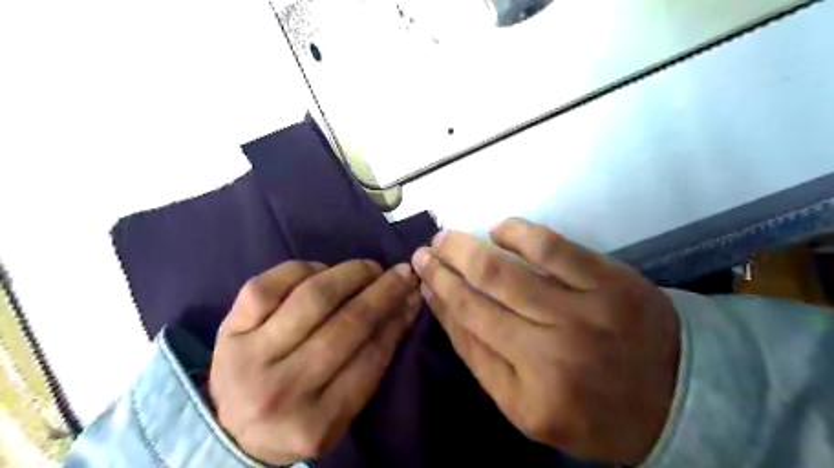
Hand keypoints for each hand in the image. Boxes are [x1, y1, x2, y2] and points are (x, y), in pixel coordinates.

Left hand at [205, 259, 420, 463]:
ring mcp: (249, 357)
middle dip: (382, 291)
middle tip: (400, 272)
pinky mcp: (227, 330)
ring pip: (311, 298)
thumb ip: (375, 359)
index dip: (397, 318)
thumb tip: (407, 304)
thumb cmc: (300, 416)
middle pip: (346, 324)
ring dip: (349, 274)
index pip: (371, 358)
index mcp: (316, 423)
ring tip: (368, 268)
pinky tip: (321, 271)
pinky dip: (303, 270)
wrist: (233, 429)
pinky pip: (268, 285)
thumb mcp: (341, 408)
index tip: (413, 292)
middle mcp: (281, 390)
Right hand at [414, 217, 679, 464]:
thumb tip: (444, 304)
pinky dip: (518, 232)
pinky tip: (501, 230)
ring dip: (469, 248)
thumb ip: (482, 359)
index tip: (421, 276)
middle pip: (479, 298)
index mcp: (529, 392)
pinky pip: (553, 247)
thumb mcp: (527, 406)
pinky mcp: (610, 281)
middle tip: (425, 250)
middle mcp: (552, 352)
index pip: (467, 332)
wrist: (676, 395)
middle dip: (443, 268)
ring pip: (506, 271)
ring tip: (448, 238)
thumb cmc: (591, 406)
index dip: (439, 297)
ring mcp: (584, 311)